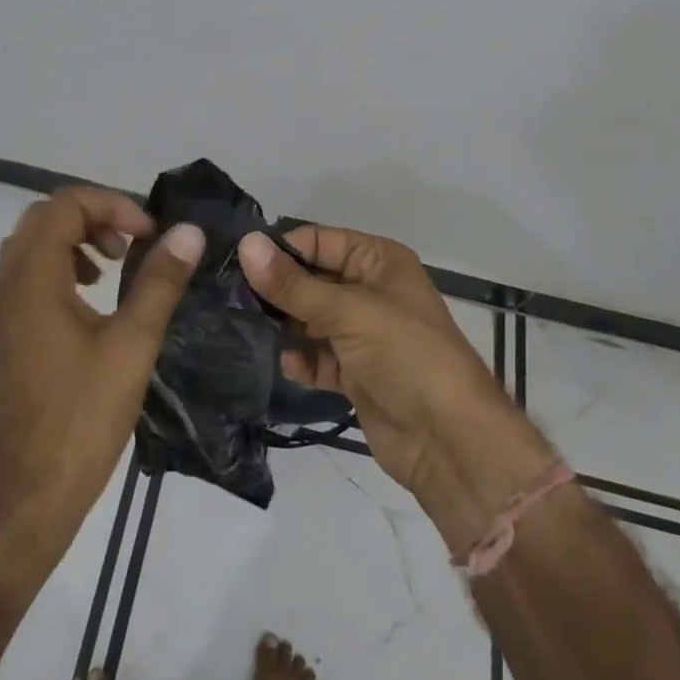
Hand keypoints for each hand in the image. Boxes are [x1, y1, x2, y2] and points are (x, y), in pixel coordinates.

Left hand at [0, 188, 202, 530]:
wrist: (38, 485)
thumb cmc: (86, 412)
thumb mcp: (134, 341)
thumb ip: (161, 280)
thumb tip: (188, 232)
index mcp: (34, 279)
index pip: (65, 205)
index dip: (112, 206)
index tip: (149, 235)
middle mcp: (9, 285)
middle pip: (45, 217)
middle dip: (94, 217)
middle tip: (133, 243)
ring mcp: (3, 310)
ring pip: (33, 244)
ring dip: (76, 239)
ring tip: (115, 265)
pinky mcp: (8, 332)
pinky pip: (28, 274)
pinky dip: (61, 266)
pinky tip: (93, 297)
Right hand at [238, 226, 505, 493]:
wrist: (448, 438)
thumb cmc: (404, 354)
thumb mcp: (348, 311)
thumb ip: (292, 284)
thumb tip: (246, 244)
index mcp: (378, 261)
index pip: (319, 241)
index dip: (281, 250)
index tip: (237, 264)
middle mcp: (370, 290)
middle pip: (311, 280)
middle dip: (277, 291)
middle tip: (231, 300)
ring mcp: (363, 334)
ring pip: (311, 319)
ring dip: (285, 327)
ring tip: (247, 332)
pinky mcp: (356, 373)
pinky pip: (318, 356)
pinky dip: (302, 360)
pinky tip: (288, 366)